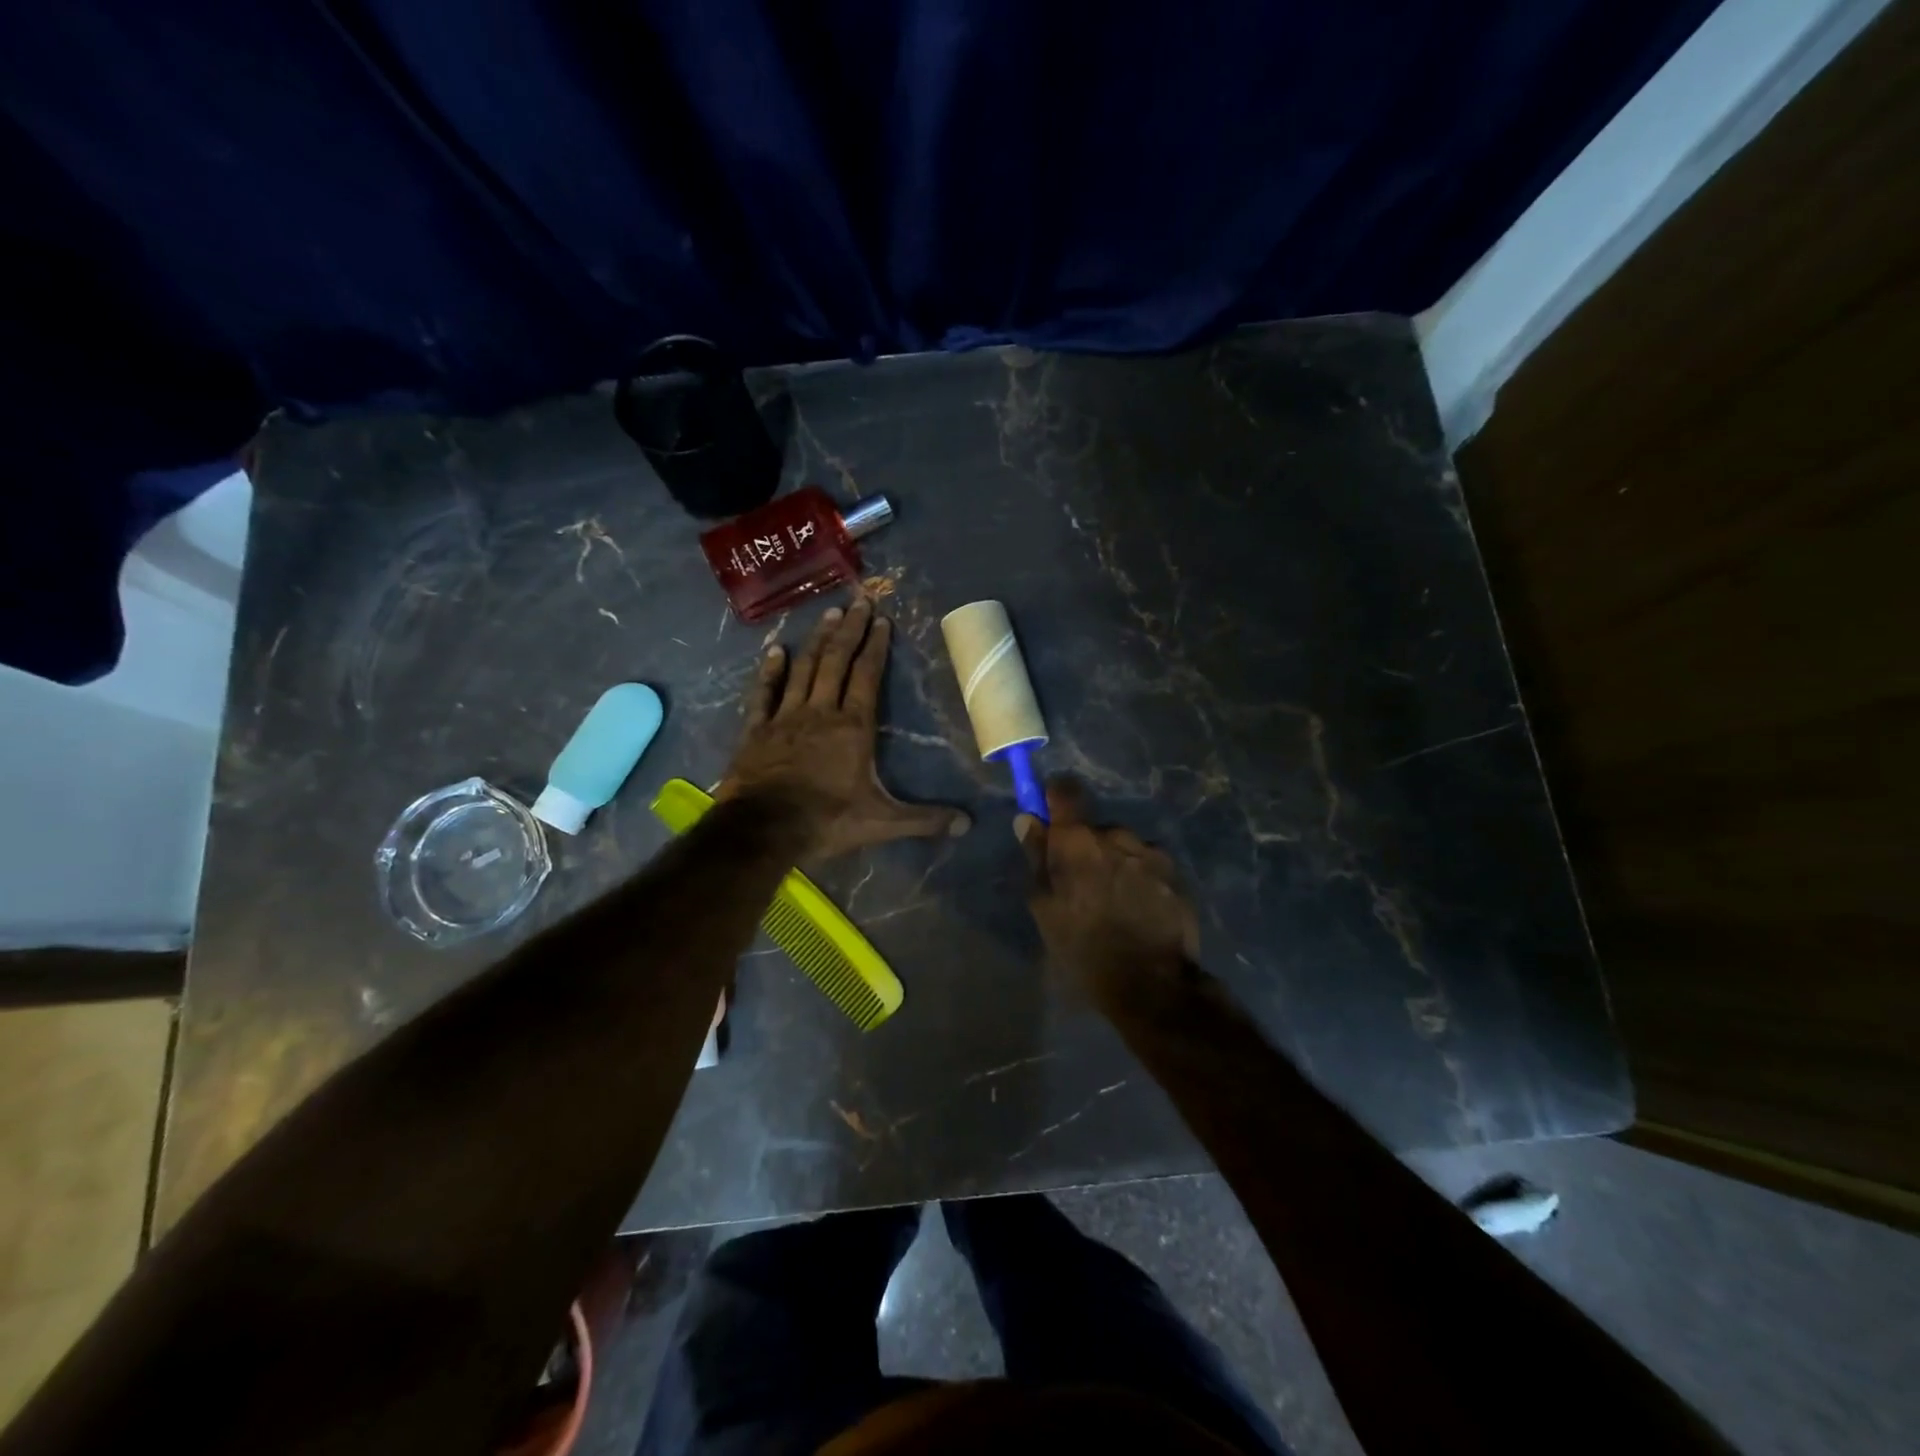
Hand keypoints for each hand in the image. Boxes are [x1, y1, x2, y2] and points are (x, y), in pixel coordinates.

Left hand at [720, 597, 970, 860]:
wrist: (764, 829)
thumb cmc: (827, 821)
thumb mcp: (882, 822)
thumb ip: (924, 820)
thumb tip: (968, 824)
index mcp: (853, 727)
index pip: (867, 676)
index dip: (875, 646)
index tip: (881, 619)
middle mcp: (820, 712)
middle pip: (836, 661)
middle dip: (849, 630)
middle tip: (858, 600)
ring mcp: (785, 717)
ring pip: (803, 669)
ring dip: (817, 640)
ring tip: (828, 614)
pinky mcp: (756, 730)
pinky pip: (763, 693)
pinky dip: (769, 671)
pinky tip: (774, 650)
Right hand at [1016, 775, 1199, 990]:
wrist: (1150, 984)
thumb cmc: (1083, 948)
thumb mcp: (1045, 908)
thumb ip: (1037, 858)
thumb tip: (1028, 819)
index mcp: (1078, 841)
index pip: (1066, 790)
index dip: (1056, 796)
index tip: (1051, 816)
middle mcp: (1116, 835)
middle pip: (1096, 827)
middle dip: (1088, 846)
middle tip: (1083, 884)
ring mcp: (1151, 853)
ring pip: (1125, 847)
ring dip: (1117, 863)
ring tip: (1115, 902)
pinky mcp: (1176, 874)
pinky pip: (1149, 865)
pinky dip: (1140, 879)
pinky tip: (1138, 910)